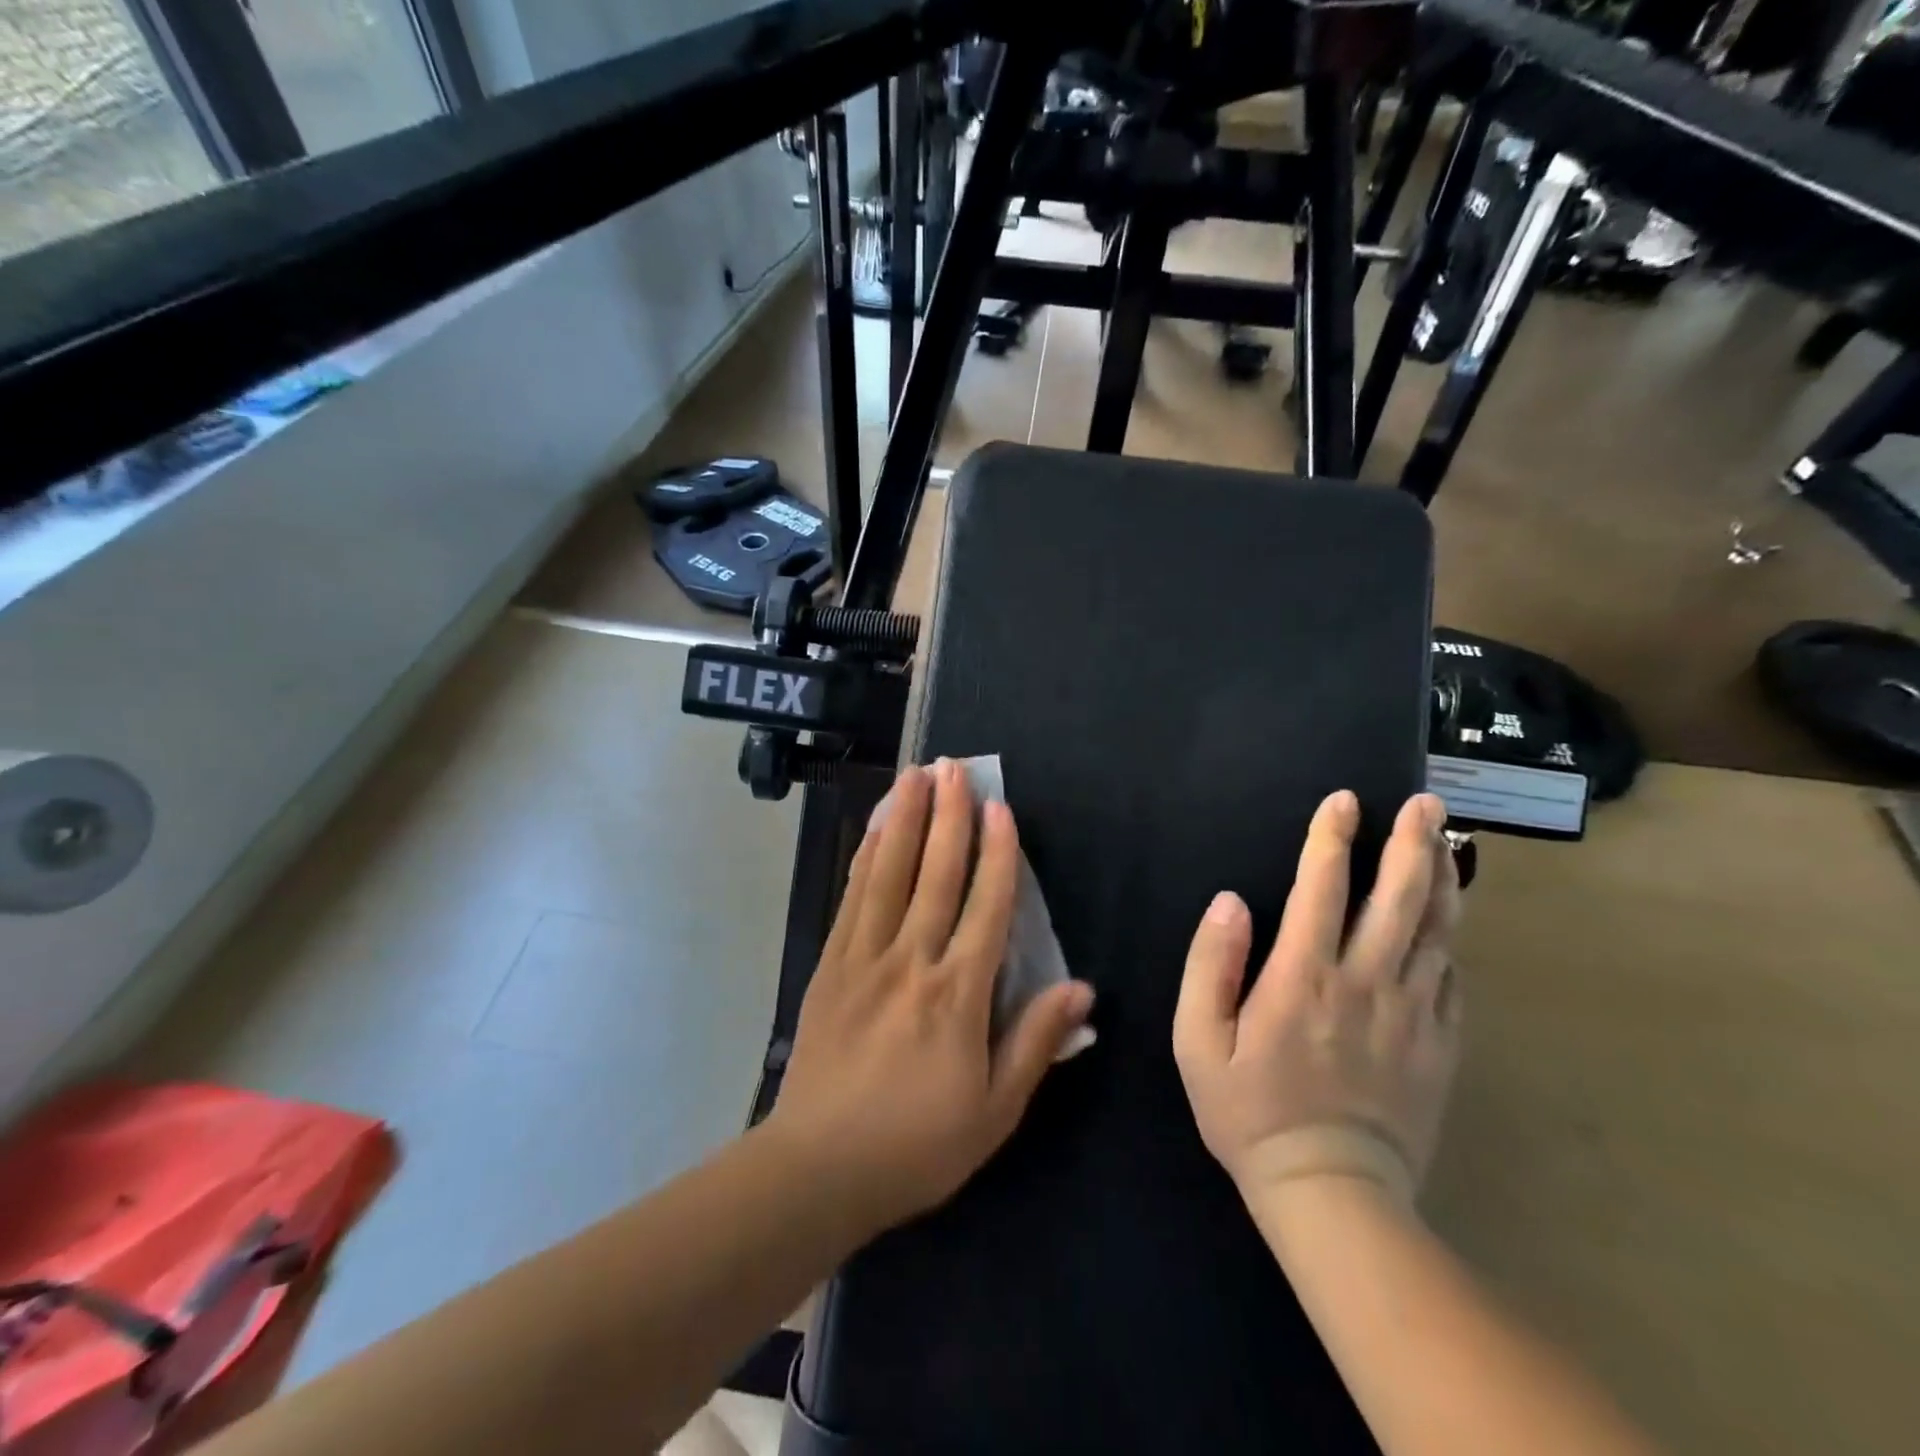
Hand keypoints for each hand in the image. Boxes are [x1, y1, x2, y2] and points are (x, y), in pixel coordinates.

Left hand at [768, 762, 1094, 1233]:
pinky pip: (852, 897)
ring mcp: (864, 957)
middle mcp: (912, 961)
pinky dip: (865, 856)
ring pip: (889, 874)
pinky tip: (872, 828)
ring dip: (904, 819)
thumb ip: (1036, 1042)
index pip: (986, 907)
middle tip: (954, 767)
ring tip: (913, 776)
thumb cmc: (917, 1145)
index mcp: (958, 994)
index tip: (1001, 809)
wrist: (819, 1167)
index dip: (998, 854)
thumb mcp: (995, 1110)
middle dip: (948, 816)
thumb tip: (1081, 988)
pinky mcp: (830, 964)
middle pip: (935, 874)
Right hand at [1173, 791, 1461, 1208]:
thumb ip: (1211, 965)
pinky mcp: (1439, 1046)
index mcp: (1303, 978)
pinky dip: (1452, 941)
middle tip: (1425, 802)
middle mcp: (1365, 984)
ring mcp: (1411, 1015)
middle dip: (1411, 843)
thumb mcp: (1199, 1041)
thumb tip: (1230, 901)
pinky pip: (1452, 980)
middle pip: (1398, 899)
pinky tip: (1449, 922)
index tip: (1344, 801)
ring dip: (1442, 880)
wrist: (1331, 1192)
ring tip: (1447, 840)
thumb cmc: (1249, 1111)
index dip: (1331, 838)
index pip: (1321, 889)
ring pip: (1436, 932)